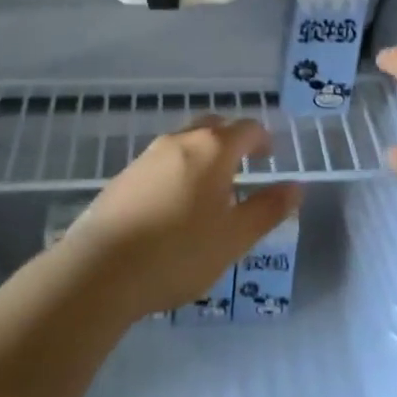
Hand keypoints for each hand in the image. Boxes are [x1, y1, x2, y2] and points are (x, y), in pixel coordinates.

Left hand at [61, 116, 301, 320]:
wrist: (100, 270)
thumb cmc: (178, 253)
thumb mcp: (234, 238)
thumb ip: (267, 209)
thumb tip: (296, 187)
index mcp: (212, 149)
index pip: (247, 128)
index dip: (263, 140)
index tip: (270, 158)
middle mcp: (180, 141)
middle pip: (214, 126)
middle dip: (233, 140)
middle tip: (245, 166)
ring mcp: (147, 156)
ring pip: (185, 142)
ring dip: (204, 154)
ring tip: (212, 188)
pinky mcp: (124, 176)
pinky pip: (162, 161)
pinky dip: (180, 169)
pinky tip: (176, 203)